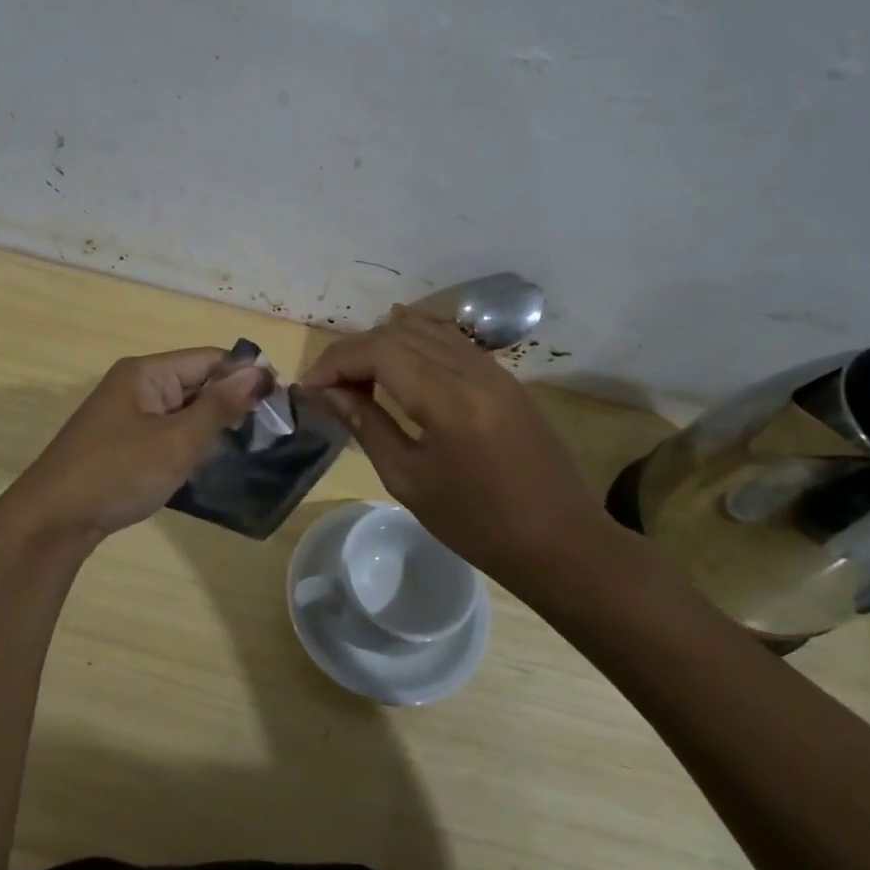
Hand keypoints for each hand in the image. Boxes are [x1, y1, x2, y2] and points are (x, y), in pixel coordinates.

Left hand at [0, 347, 269, 543]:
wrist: (51, 522)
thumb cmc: (117, 474)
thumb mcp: (177, 440)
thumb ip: (220, 405)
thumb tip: (260, 371)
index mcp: (146, 372)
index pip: (209, 359)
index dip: (245, 376)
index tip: (279, 405)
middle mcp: (136, 385)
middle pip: (196, 382)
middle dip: (230, 404)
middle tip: (267, 434)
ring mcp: (127, 415)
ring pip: (183, 410)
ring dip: (210, 427)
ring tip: (245, 450)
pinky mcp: (122, 443)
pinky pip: (167, 432)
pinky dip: (188, 444)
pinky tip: (207, 465)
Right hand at [302, 312, 619, 586]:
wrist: (560, 541)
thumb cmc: (477, 524)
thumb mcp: (408, 479)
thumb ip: (365, 425)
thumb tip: (326, 393)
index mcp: (449, 400)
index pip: (378, 351)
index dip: (336, 362)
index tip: (310, 388)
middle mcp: (473, 370)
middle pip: (398, 333)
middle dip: (353, 353)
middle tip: (329, 388)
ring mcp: (494, 368)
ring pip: (423, 329)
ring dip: (383, 346)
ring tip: (359, 380)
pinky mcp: (504, 376)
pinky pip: (448, 341)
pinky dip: (413, 347)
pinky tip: (397, 374)